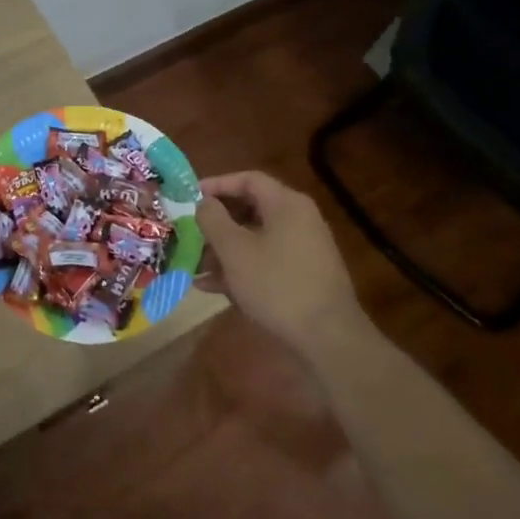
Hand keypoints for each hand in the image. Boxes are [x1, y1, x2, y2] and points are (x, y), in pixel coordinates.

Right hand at [195, 170, 364, 360]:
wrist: (329, 339)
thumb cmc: (277, 285)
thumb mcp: (235, 250)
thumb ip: (213, 220)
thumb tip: (204, 203)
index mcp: (286, 204)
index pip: (247, 179)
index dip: (216, 184)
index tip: (190, 197)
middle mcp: (299, 219)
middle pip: (250, 209)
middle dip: (216, 224)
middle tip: (189, 234)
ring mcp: (304, 249)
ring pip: (256, 239)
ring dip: (224, 250)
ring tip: (195, 267)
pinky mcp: (304, 276)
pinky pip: (267, 261)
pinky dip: (242, 268)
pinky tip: (214, 287)